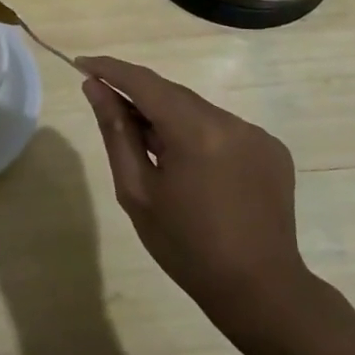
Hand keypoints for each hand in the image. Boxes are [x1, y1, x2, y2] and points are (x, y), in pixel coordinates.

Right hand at [76, 55, 322, 336]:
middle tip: (107, 108)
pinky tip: (189, 166)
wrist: (261, 291)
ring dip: (168, 117)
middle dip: (137, 95)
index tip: (82, 64)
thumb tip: (95, 88)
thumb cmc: (186, 246)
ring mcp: (256, 134)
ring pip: (197, 110)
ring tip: (149, 150)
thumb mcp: (137, 190)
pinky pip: (222, 128)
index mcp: (195, 132)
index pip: (144, 82)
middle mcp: (230, 122)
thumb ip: (116, 132)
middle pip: (172, 94)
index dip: (111, 70)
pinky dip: (197, 134)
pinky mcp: (272, 149)